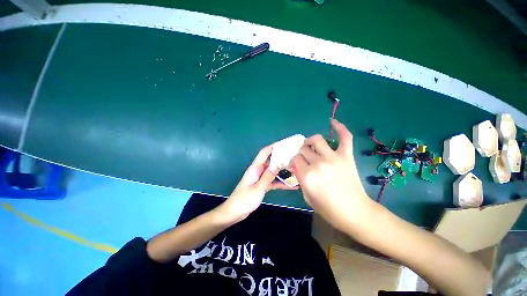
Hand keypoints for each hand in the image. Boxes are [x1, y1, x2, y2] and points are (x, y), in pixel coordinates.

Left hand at [216, 145, 297, 224]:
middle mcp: (258, 171)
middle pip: (270, 161)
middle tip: (294, 158)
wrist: (234, 212)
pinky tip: (291, 186)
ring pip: (273, 171)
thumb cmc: (244, 200)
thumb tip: (277, 165)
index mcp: (255, 168)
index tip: (284, 145)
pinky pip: (272, 181)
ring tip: (295, 170)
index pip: (264, 153)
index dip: (273, 147)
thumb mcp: (258, 189)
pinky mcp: (261, 185)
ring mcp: (260, 178)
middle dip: (281, 159)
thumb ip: (267, 177)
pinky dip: (280, 182)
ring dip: (282, 171)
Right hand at [290, 119, 374, 231]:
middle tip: (305, 159)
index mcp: (308, 175)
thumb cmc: (329, 209)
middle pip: (304, 149)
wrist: (355, 212)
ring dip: (311, 141)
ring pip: (317, 139)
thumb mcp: (307, 196)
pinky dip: (340, 128)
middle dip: (301, 153)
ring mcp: (334, 158)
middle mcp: (319, 163)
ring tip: (311, 145)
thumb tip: (296, 165)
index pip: (295, 159)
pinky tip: (333, 122)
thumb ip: (300, 178)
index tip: (296, 166)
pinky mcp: (346, 156)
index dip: (294, 161)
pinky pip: (345, 137)